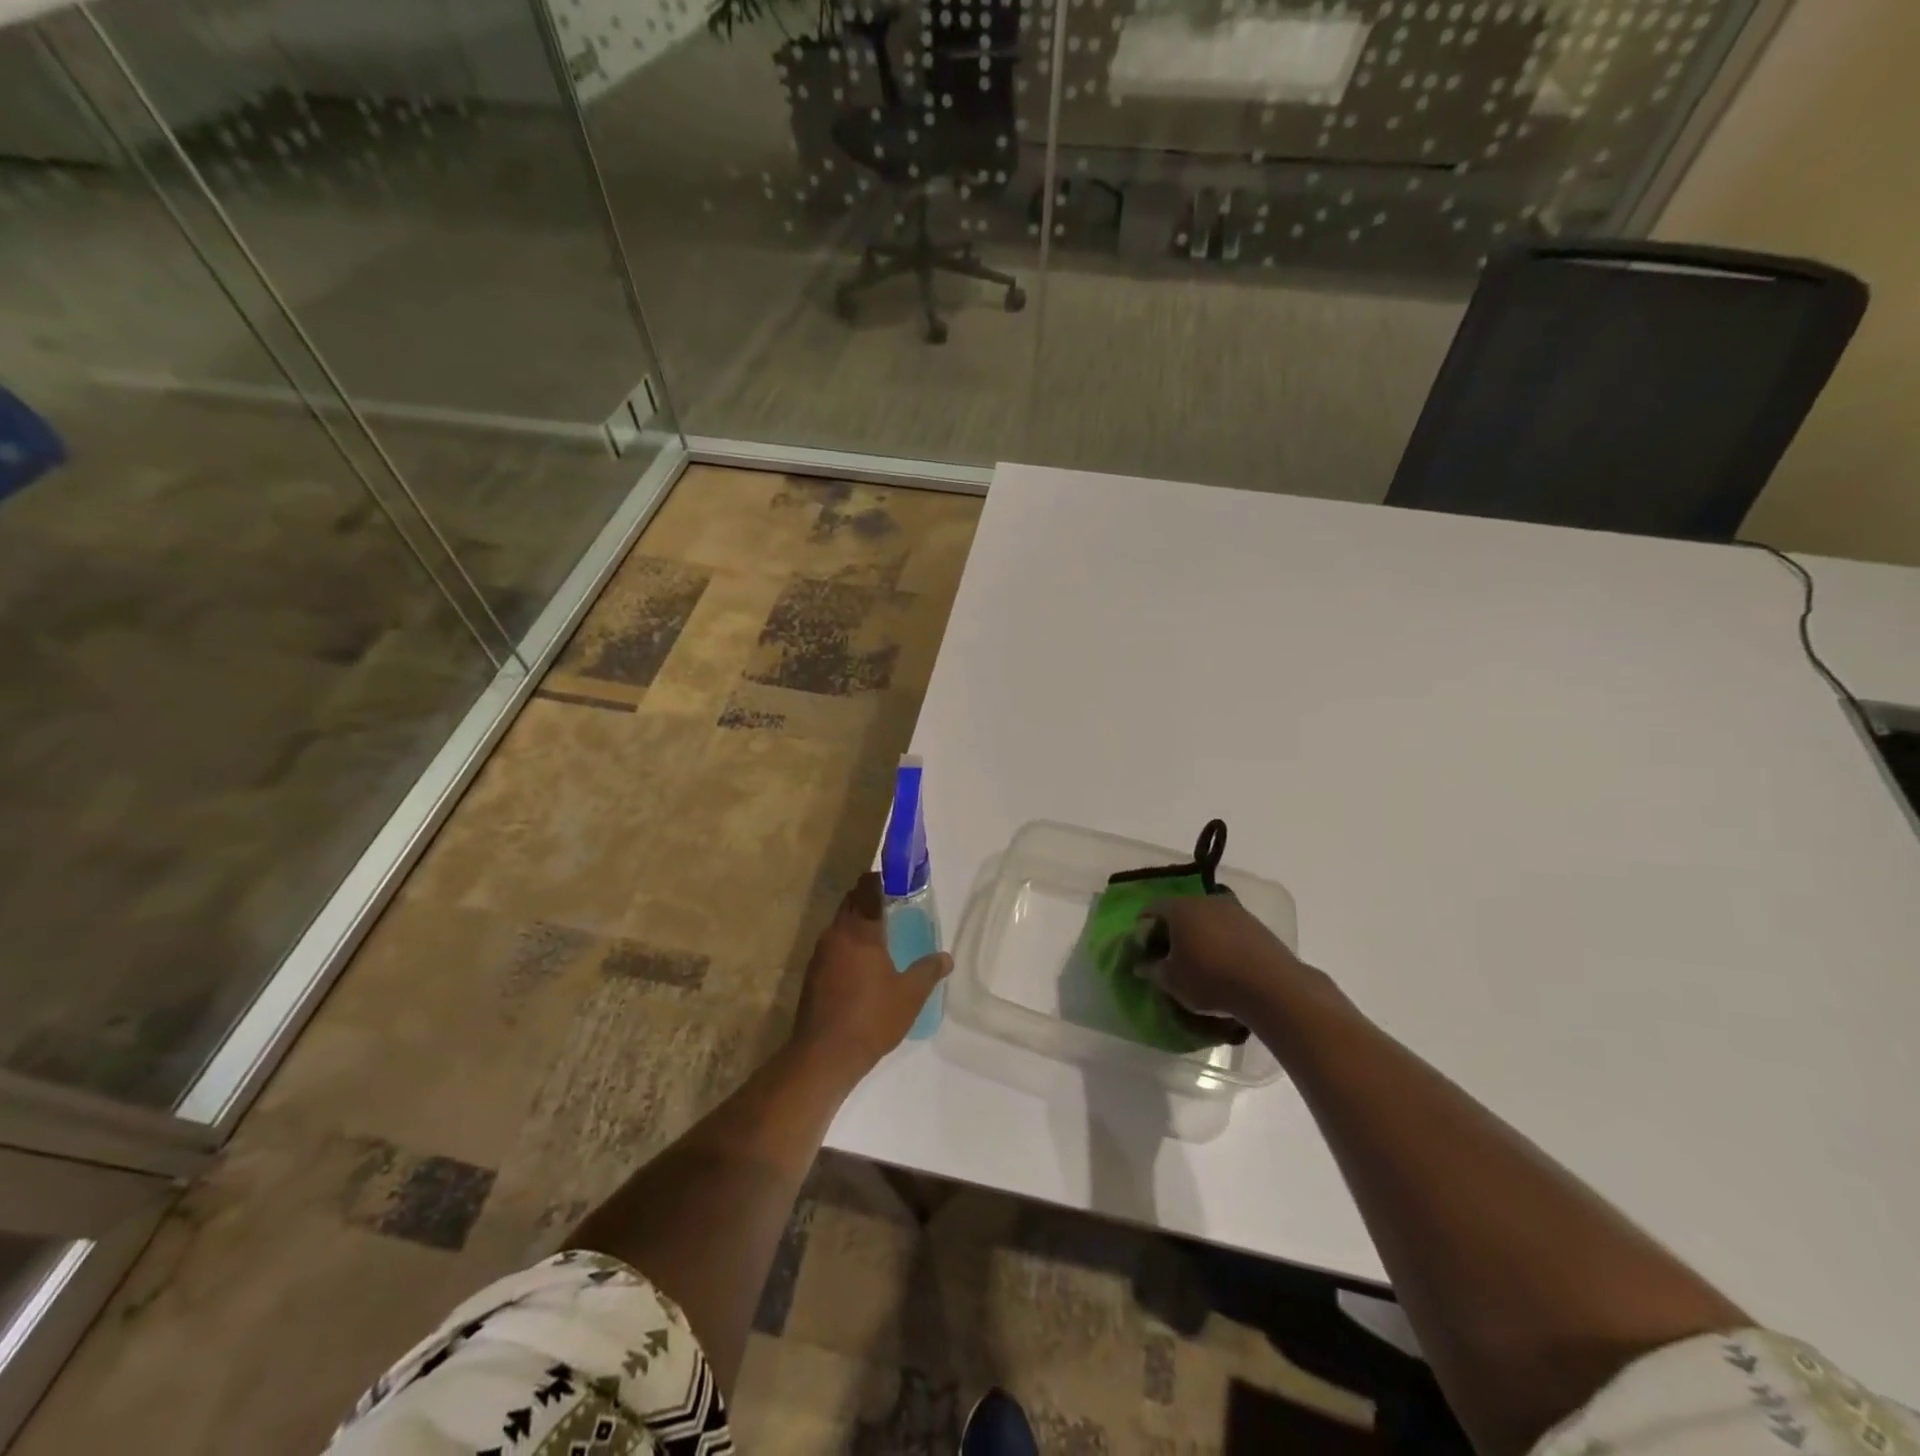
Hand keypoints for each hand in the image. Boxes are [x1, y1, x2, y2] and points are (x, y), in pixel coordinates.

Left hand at [791, 872, 949, 1080]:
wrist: (824, 1055)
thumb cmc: (871, 1018)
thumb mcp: (910, 995)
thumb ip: (928, 971)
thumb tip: (945, 958)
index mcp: (860, 930)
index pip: (867, 889)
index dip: (880, 880)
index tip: (896, 880)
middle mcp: (835, 934)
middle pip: (851, 903)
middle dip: (869, 899)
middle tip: (894, 906)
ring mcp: (819, 954)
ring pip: (840, 925)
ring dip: (857, 923)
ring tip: (882, 935)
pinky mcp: (812, 974)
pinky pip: (833, 946)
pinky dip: (847, 945)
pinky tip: (863, 964)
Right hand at [1145, 894, 1343, 1029]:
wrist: (1271, 986)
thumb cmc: (1210, 979)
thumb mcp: (1172, 981)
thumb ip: (1152, 969)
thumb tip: (1141, 964)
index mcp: (1180, 908)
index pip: (1153, 908)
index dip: (1144, 926)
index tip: (1144, 947)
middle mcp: (1206, 900)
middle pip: (1181, 910)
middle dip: (1172, 929)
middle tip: (1169, 953)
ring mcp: (1234, 910)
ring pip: (1206, 918)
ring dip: (1198, 934)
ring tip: (1198, 960)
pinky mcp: (1256, 924)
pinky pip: (1228, 928)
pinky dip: (1220, 940)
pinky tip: (1224, 963)